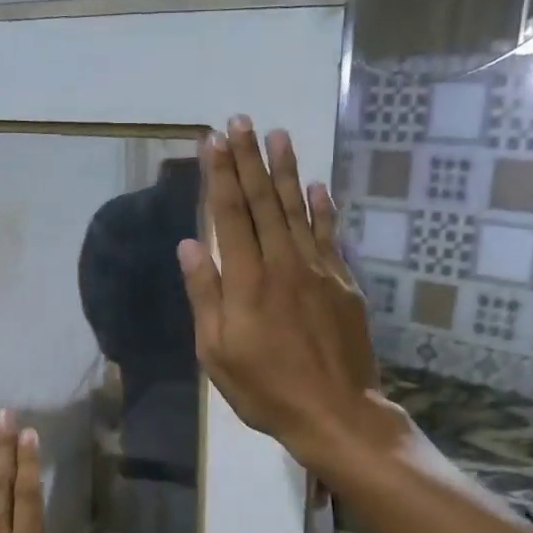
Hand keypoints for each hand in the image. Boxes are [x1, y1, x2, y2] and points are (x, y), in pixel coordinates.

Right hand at [177, 117, 392, 471]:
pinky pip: (331, 235)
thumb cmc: (266, 389)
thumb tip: (189, 245)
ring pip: (298, 210)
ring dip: (286, 171)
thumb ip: (205, 295)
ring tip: (278, 134)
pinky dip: (323, 208)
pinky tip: (317, 186)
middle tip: (240, 121)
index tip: (212, 140)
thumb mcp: (217, 352)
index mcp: (246, 281)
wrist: (335, 411)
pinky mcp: (343, 283)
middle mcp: (282, 263)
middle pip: (262, 202)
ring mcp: (318, 270)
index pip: (228, 215)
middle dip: (249, 159)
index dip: (218, 175)